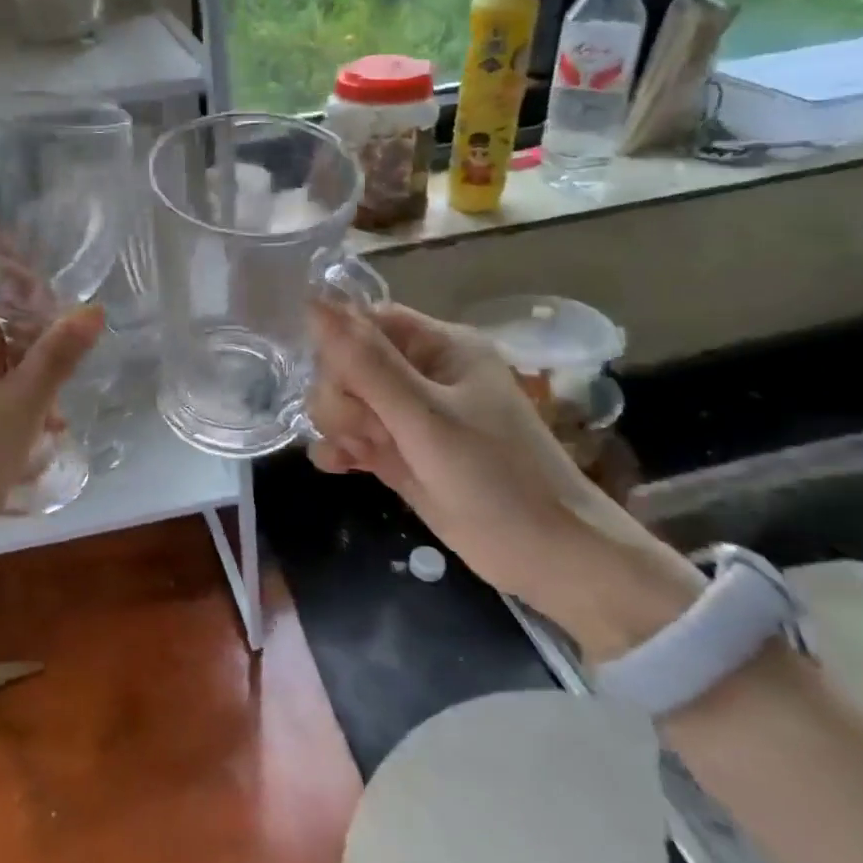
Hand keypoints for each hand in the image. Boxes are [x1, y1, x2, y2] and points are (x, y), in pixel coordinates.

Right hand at [306, 299, 700, 653]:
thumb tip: (314, 302)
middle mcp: (422, 374)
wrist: (548, 559)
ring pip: (345, 401)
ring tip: (361, 453)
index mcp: (440, 347)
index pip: (368, 321)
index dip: (341, 344)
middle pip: (348, 363)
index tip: (337, 379)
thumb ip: (366, 364)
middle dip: (344, 396)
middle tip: (370, 428)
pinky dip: (340, 449)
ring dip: (340, 425)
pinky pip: (351, 437)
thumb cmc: (496, 477)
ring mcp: (409, 418)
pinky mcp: (401, 455)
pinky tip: (337, 465)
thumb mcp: (426, 417)